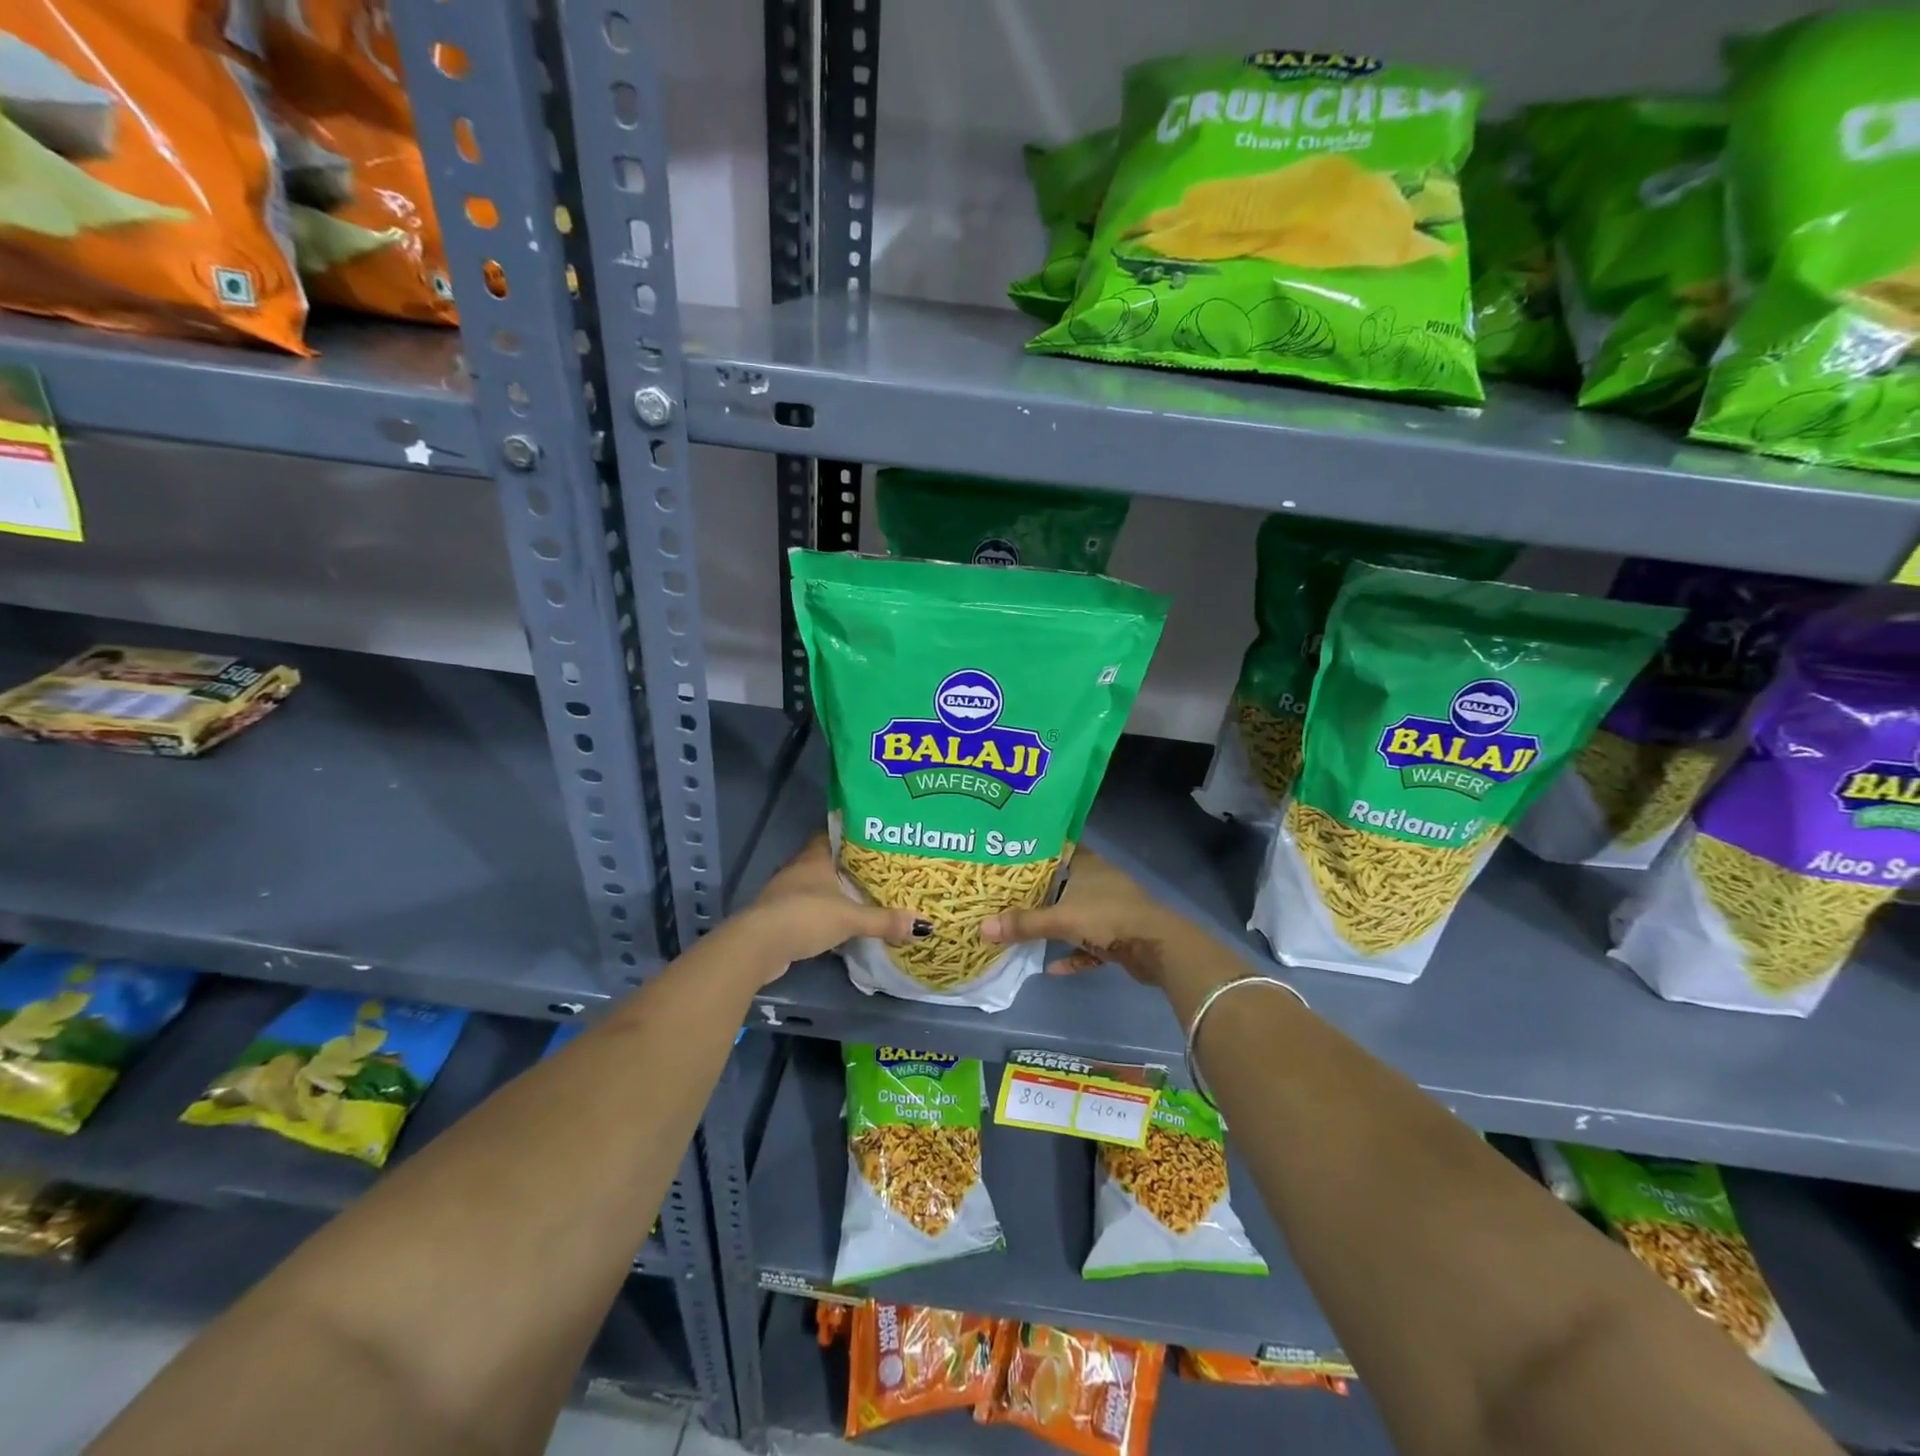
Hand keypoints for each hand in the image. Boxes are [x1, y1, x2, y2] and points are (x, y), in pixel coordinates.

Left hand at [729, 836, 926, 983]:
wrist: (759, 945)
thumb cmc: (805, 916)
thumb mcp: (850, 918)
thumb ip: (884, 920)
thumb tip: (923, 925)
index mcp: (814, 857)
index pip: (832, 834)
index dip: (851, 835)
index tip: (874, 839)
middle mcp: (798, 869)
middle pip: (826, 861)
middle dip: (847, 867)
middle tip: (877, 871)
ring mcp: (785, 893)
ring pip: (815, 886)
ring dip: (833, 892)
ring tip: (863, 897)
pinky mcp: (779, 917)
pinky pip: (807, 909)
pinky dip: (822, 914)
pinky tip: (839, 923)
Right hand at [978, 848, 1188, 985]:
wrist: (1157, 947)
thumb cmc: (1108, 917)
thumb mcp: (1061, 918)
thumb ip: (1023, 924)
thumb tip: (982, 928)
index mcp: (1087, 864)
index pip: (1057, 848)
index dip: (1034, 851)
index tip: (1009, 857)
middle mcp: (1098, 881)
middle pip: (1063, 883)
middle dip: (1038, 893)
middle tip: (1006, 897)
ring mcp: (1110, 908)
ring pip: (1075, 913)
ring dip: (1055, 925)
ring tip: (1024, 930)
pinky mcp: (1118, 935)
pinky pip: (1088, 943)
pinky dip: (1074, 954)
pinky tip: (1053, 967)